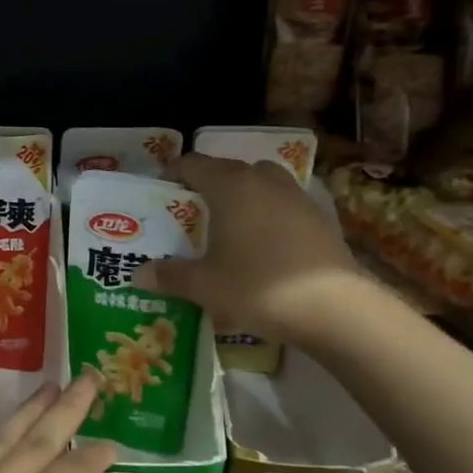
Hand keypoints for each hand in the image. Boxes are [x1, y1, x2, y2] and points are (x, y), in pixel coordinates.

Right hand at [133, 153, 365, 346]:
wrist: (334, 308)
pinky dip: (269, 211)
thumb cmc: (258, 286)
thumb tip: (138, 274)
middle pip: (230, 168)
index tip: (162, 188)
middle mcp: (264, 181)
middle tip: (192, 208)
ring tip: (230, 221)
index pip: (194, 164)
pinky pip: (285, 202)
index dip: (174, 172)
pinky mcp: (321, 217)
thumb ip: (170, 275)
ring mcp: (297, 197)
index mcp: (231, 186)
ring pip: (262, 181)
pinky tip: (264, 241)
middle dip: (208, 182)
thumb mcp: (204, 286)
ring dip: (244, 192)